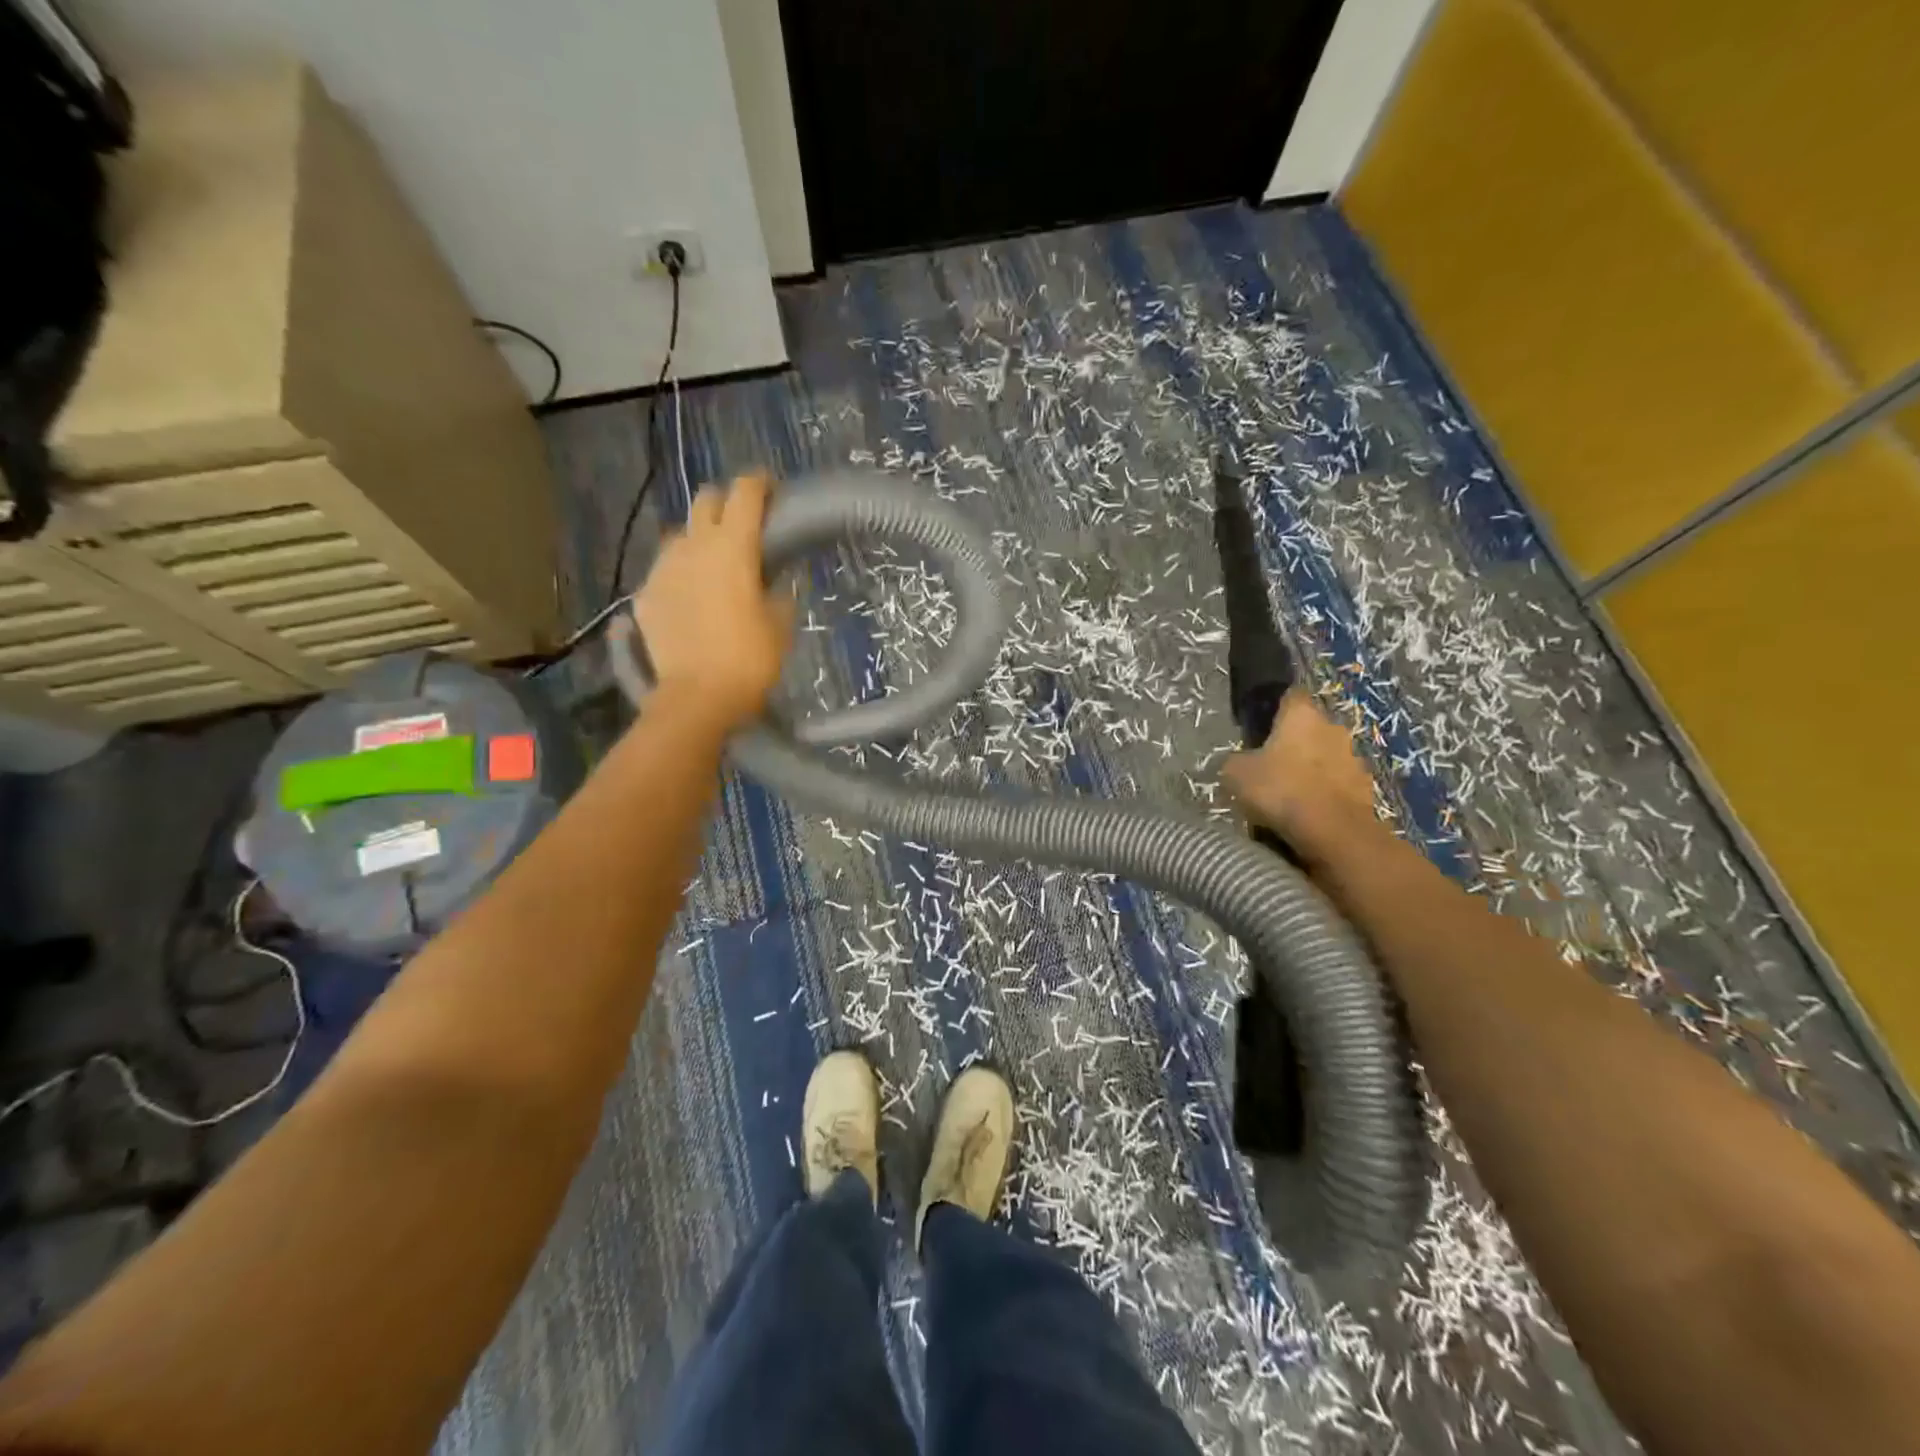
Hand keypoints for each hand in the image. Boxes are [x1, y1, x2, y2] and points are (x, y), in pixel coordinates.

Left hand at [632, 471, 794, 728]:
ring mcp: (663, 568)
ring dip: (699, 539)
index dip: (759, 484)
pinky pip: (665, 570)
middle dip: (726, 503)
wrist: (696, 697)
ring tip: (714, 566)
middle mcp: (694, 545)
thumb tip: (779, 576)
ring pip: (681, 535)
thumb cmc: (750, 659)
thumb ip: (781, 590)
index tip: (772, 491)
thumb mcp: (781, 624)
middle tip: (743, 527)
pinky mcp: (645, 594)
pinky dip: (681, 574)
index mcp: (733, 546)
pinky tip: (692, 600)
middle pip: (706, 500)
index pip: (745, 492)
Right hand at [1221, 689, 1379, 860]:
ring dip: (1311, 771)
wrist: (1333, 832)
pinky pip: (1338, 785)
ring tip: (1289, 797)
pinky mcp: (1366, 788)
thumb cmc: (1280, 789)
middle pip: (1309, 729)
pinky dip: (1324, 795)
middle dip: (1292, 745)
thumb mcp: (1236, 774)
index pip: (1289, 697)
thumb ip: (1236, 761)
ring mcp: (1354, 758)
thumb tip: (1239, 763)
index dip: (1274, 710)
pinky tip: (1308, 814)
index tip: (1259, 729)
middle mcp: (1333, 727)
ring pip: (1325, 758)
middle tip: (1269, 768)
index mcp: (1302, 714)